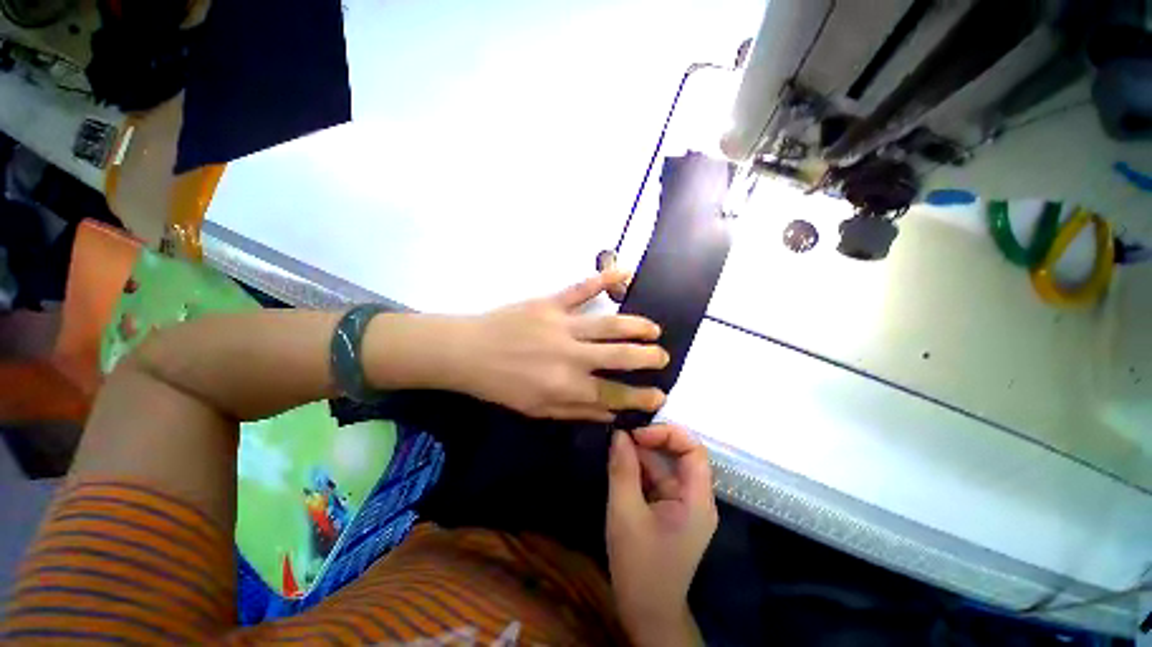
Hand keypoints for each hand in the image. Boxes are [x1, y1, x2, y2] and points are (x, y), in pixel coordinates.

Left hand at [445, 271, 668, 420]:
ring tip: (654, 329)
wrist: (469, 352)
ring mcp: (562, 325)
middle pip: (620, 356)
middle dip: (648, 357)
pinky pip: (581, 288)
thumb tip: (613, 413)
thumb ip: (578, 411)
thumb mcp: (538, 410)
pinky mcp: (550, 303)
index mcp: (566, 387)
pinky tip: (624, 271)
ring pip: (609, 324)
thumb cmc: (503, 386)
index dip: (641, 397)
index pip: (614, 394)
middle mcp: (570, 357)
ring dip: (637, 326)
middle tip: (663, 356)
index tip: (659, 394)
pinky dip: (604, 278)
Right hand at [606, 425, 716, 646]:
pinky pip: (658, 480)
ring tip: (616, 447)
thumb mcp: (625, 514)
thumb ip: (622, 470)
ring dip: (642, 455)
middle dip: (651, 442)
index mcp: (697, 499)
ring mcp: (683, 504)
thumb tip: (619, 434)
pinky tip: (621, 465)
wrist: (647, 613)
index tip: (637, 435)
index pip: (694, 450)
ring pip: (666, 466)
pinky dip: (640, 470)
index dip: (668, 434)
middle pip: (680, 455)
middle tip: (622, 437)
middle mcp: (696, 497)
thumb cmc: (639, 566)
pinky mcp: (671, 510)